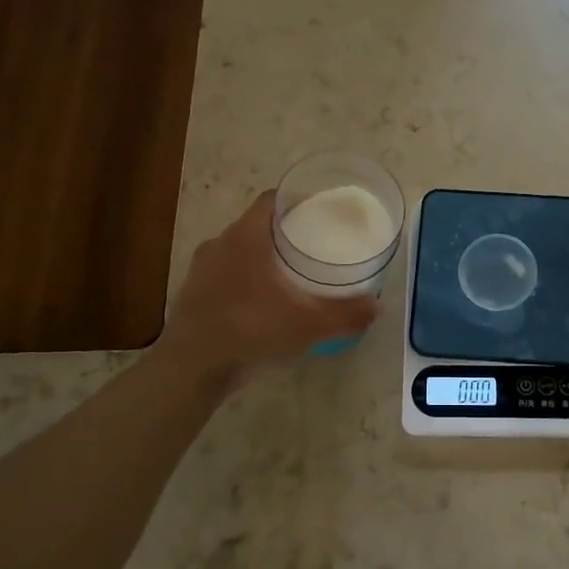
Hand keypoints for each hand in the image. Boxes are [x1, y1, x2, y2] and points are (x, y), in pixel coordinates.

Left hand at [162, 192, 379, 375]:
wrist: (191, 369)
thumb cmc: (251, 330)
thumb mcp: (309, 324)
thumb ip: (346, 313)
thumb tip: (377, 306)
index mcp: (246, 237)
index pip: (271, 200)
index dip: (296, 200)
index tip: (318, 211)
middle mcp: (220, 244)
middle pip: (256, 225)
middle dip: (283, 233)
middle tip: (312, 246)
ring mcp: (201, 270)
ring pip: (237, 252)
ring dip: (261, 258)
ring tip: (289, 276)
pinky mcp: (192, 295)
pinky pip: (224, 276)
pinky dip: (244, 282)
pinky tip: (261, 304)